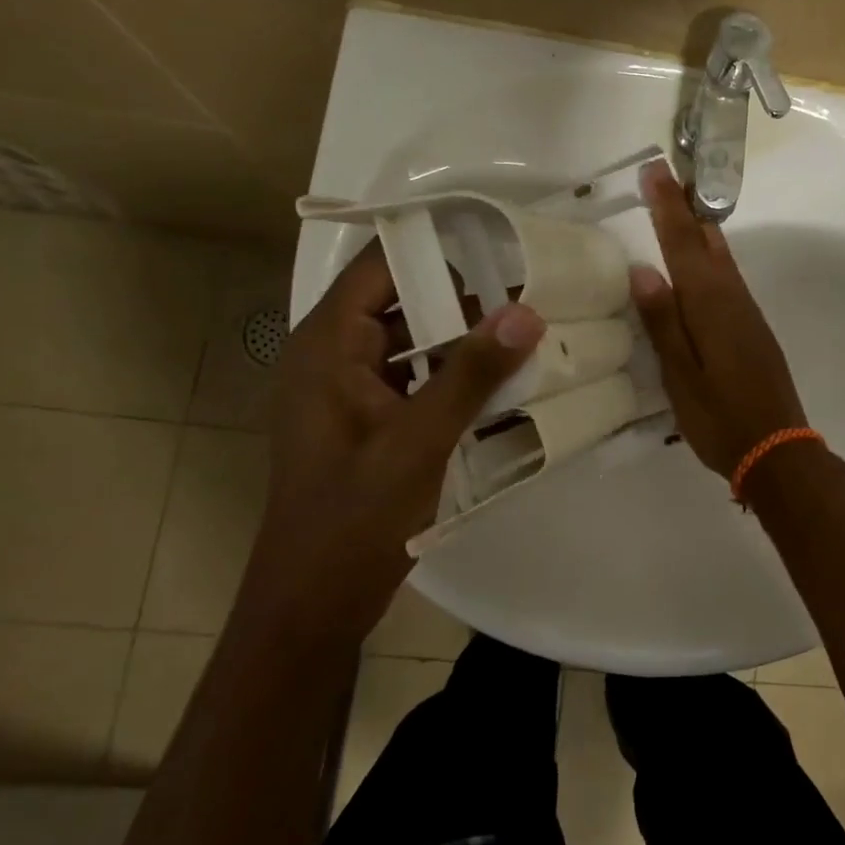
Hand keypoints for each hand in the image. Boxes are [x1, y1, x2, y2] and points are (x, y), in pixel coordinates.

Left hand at [264, 243, 544, 566]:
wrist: (312, 604)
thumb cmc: (353, 518)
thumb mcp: (419, 440)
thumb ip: (472, 372)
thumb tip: (528, 310)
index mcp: (328, 345)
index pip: (381, 267)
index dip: (436, 246)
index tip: (500, 241)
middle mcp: (334, 356)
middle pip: (403, 301)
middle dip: (465, 297)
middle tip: (532, 293)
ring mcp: (351, 390)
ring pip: (414, 342)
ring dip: (465, 339)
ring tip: (529, 333)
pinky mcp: (369, 420)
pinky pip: (416, 378)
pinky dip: (454, 375)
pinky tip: (504, 384)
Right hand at [630, 160, 808, 476]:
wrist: (778, 449)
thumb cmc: (720, 417)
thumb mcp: (680, 376)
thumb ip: (663, 322)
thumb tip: (643, 269)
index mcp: (710, 306)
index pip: (683, 245)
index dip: (667, 207)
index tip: (655, 169)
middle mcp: (733, 299)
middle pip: (707, 242)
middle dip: (686, 207)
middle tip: (667, 176)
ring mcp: (747, 313)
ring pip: (721, 258)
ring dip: (700, 228)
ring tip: (680, 206)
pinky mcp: (753, 328)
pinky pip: (728, 278)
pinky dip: (711, 257)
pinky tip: (702, 262)